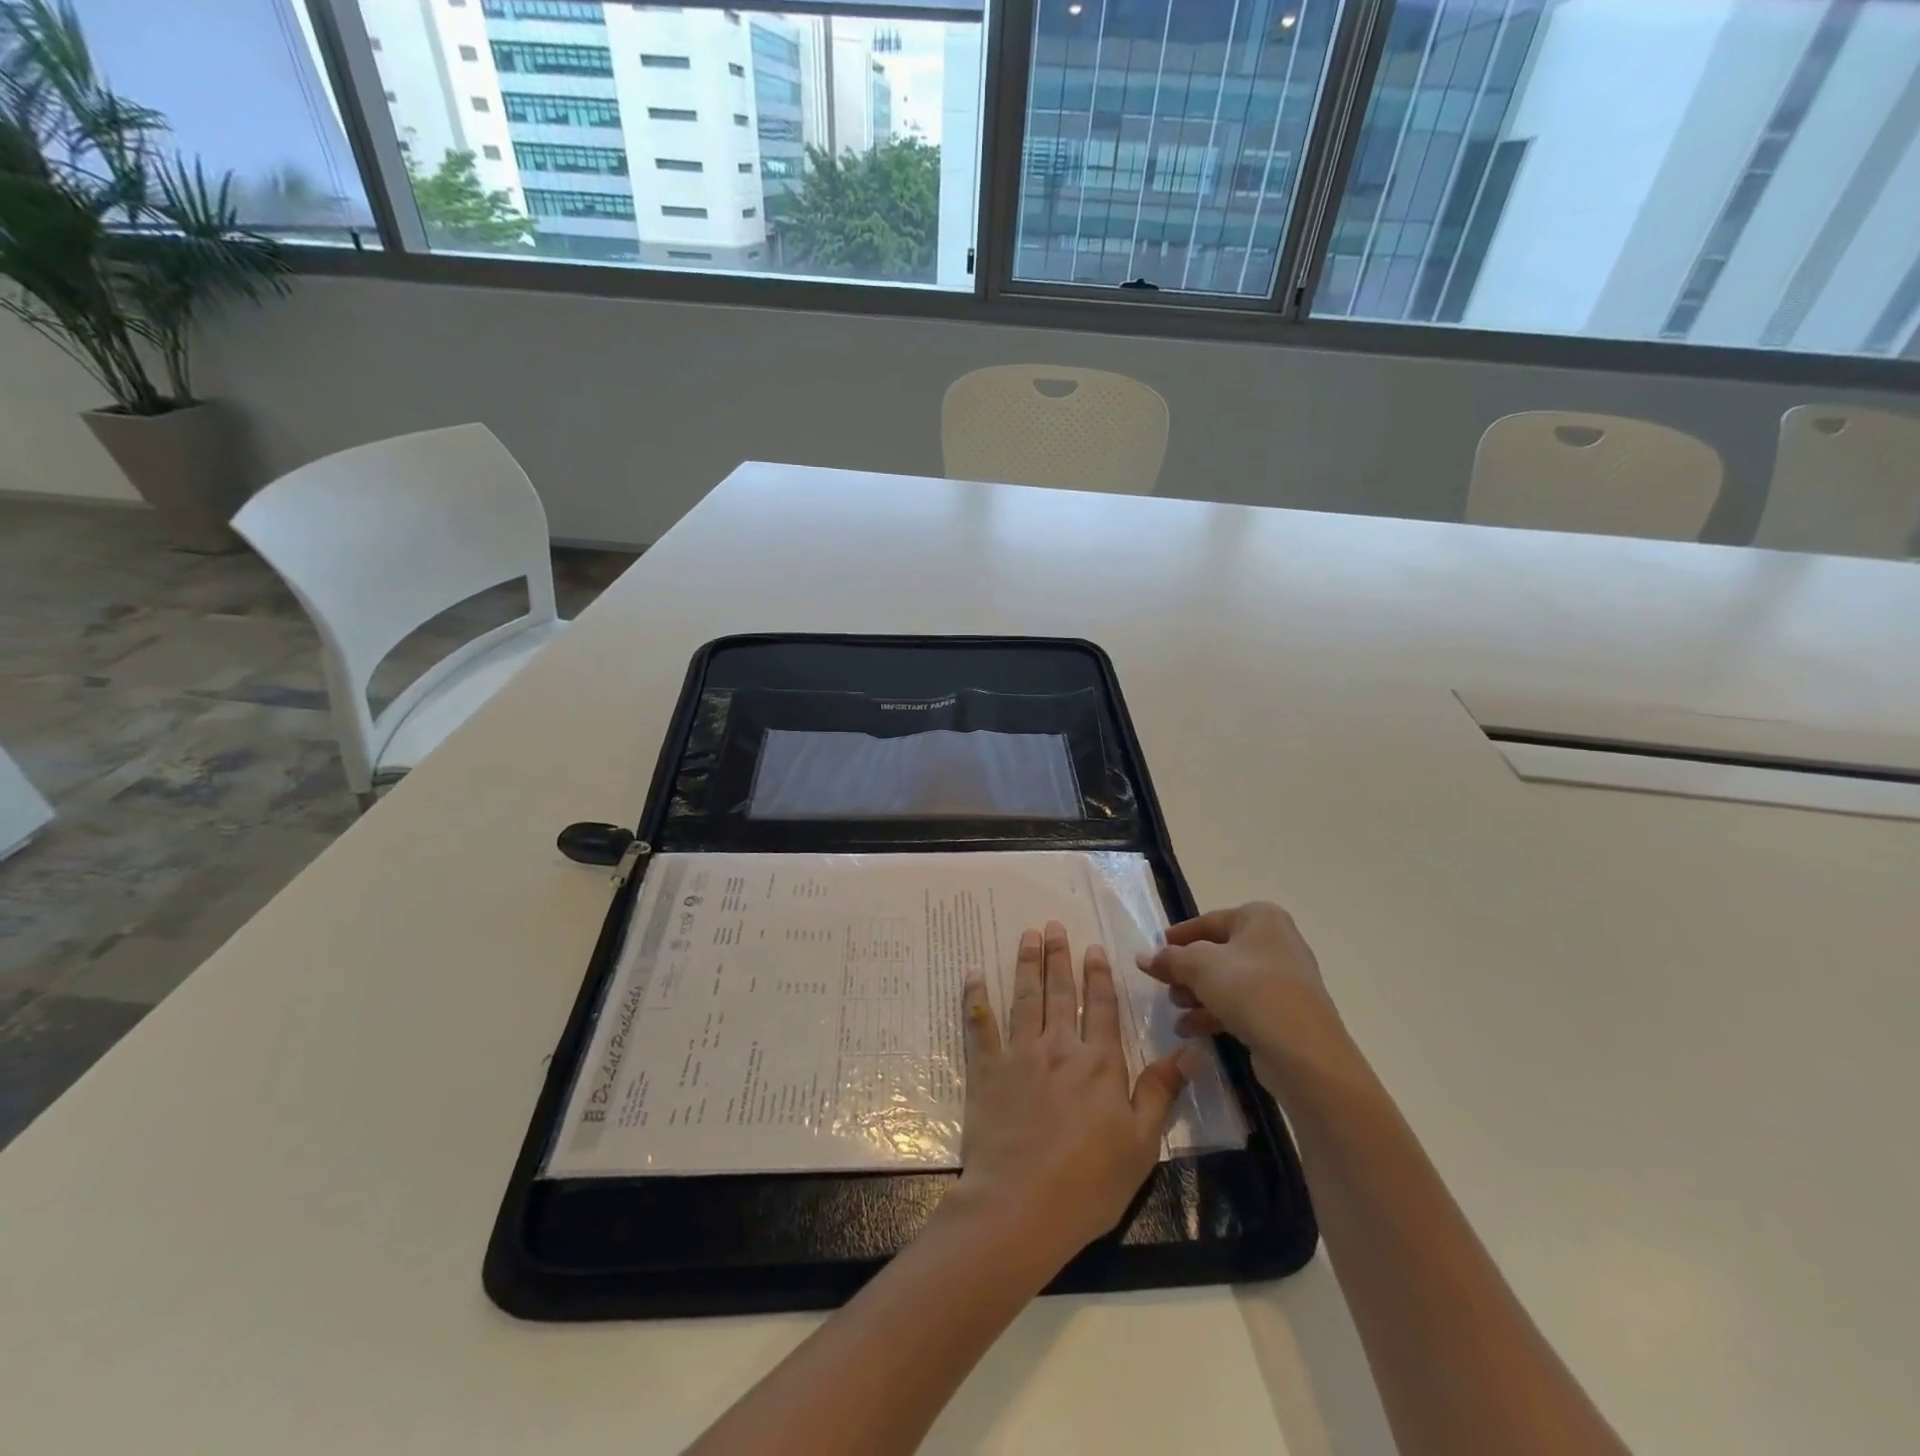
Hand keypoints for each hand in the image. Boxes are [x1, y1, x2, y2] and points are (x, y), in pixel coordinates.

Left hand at [946, 921, 1188, 1264]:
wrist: (1021, 1204)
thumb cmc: (1089, 1182)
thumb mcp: (1141, 1144)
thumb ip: (1161, 1092)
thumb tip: (1190, 1051)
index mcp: (1099, 1063)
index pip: (1102, 1007)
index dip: (1099, 975)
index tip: (1094, 947)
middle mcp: (1059, 1047)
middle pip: (1061, 993)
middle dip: (1060, 957)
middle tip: (1054, 926)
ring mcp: (1019, 1054)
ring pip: (1024, 997)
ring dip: (1026, 964)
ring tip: (1028, 936)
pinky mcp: (986, 1069)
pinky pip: (979, 1024)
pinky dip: (974, 997)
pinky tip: (972, 974)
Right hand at [1135, 902, 1349, 1094]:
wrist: (1304, 1052)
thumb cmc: (1250, 990)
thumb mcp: (1200, 966)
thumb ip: (1169, 958)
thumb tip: (1142, 957)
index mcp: (1261, 918)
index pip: (1208, 921)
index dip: (1178, 937)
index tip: (1154, 953)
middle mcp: (1276, 942)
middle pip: (1217, 952)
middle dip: (1187, 971)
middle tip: (1163, 986)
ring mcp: (1283, 980)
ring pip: (1228, 981)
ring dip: (1197, 995)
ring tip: (1175, 1011)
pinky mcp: (1284, 1013)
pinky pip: (1241, 1005)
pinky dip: (1214, 1013)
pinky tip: (1190, 1030)